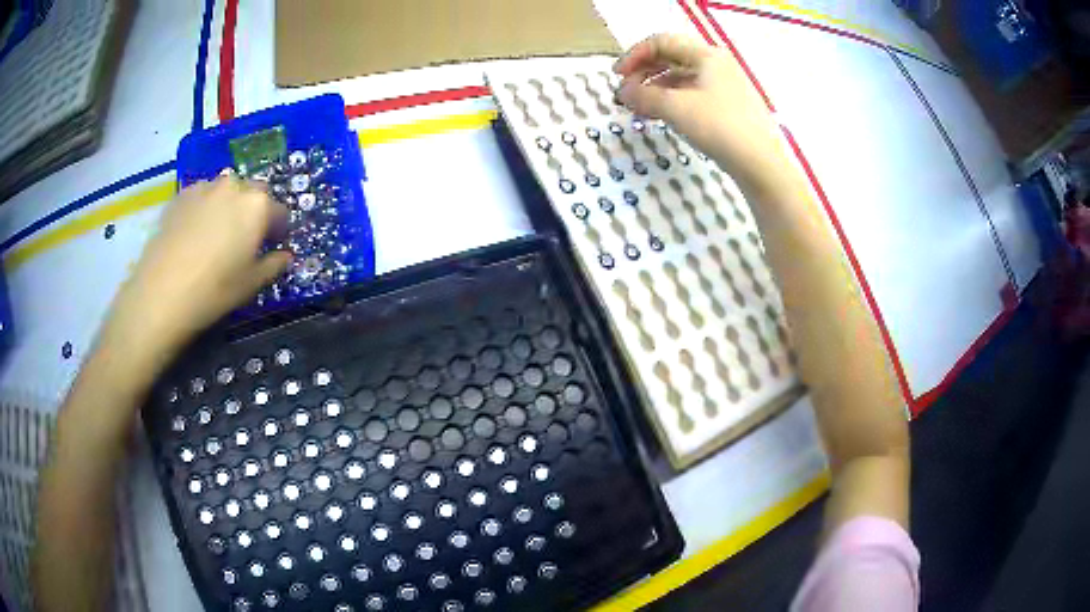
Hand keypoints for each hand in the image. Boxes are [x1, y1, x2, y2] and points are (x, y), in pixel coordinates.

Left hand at [102, 174, 290, 365]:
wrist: (162, 293)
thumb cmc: (215, 290)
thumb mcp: (252, 284)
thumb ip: (274, 265)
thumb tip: (285, 256)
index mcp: (258, 205)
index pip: (280, 212)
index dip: (278, 231)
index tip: (271, 248)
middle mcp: (234, 186)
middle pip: (253, 194)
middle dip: (253, 212)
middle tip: (243, 240)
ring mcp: (205, 188)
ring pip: (225, 192)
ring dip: (228, 207)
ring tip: (215, 235)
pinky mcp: (181, 195)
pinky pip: (201, 197)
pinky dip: (204, 209)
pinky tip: (194, 234)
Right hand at [614, 33, 782, 187]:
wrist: (761, 163)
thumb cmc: (719, 127)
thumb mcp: (676, 108)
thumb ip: (644, 95)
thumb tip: (623, 92)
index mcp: (706, 55)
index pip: (661, 42)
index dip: (634, 55)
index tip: (617, 77)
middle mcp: (716, 64)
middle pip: (671, 58)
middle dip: (644, 73)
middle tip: (626, 93)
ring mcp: (724, 85)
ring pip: (681, 78)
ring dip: (656, 89)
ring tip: (639, 108)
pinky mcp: (728, 105)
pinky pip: (692, 94)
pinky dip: (672, 101)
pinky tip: (661, 116)